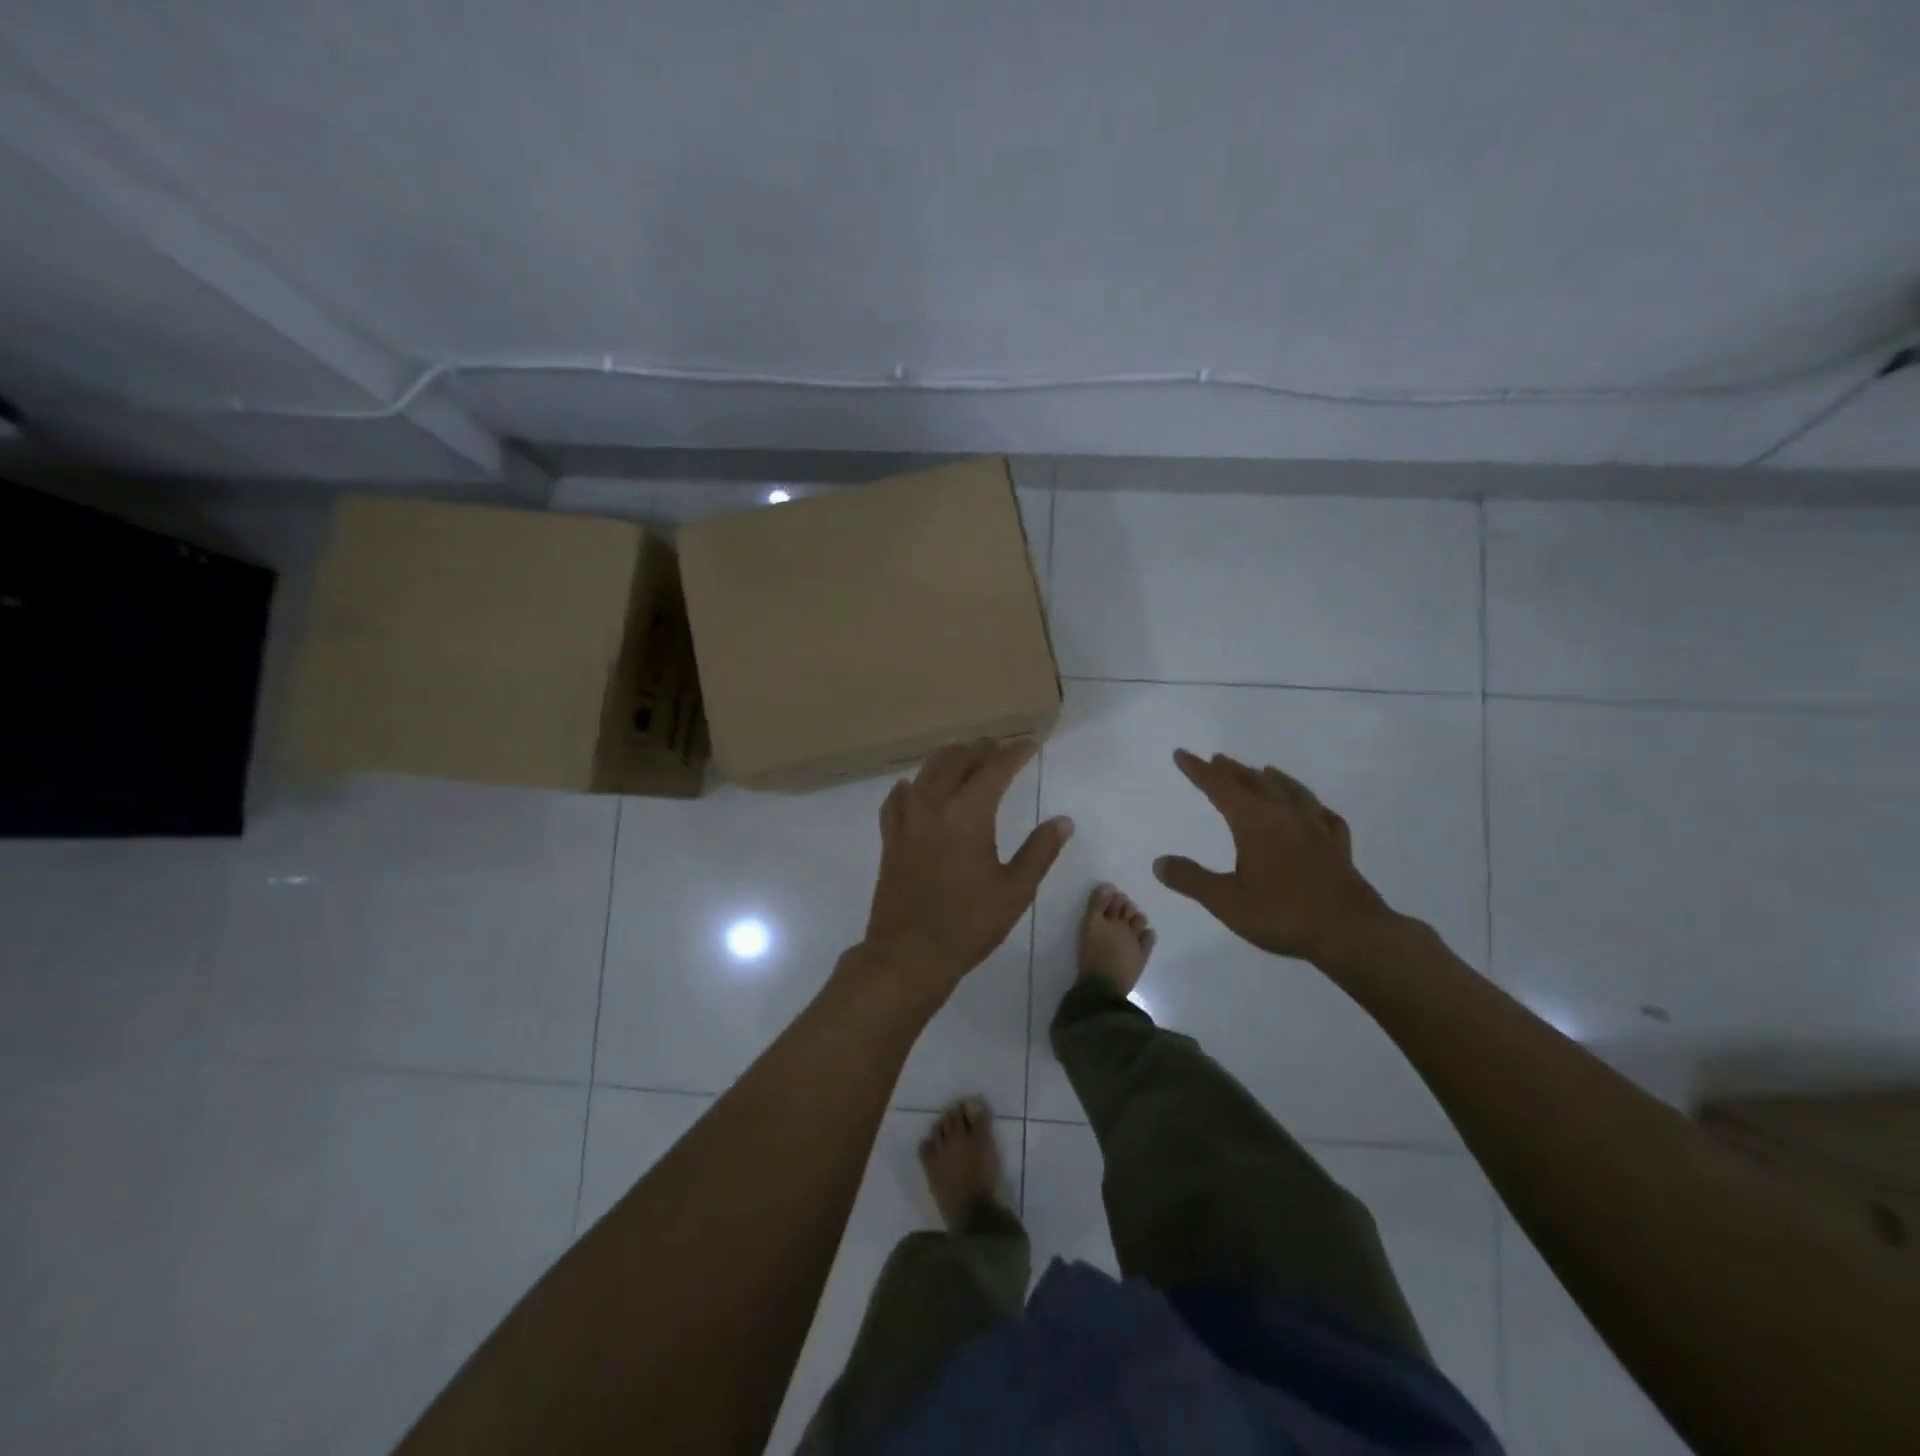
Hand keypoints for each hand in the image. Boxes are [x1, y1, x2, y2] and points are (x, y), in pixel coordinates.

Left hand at [861, 738, 1073, 992]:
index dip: (1015, 752)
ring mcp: (907, 819)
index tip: (1030, 744)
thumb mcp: (1015, 891)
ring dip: (950, 758)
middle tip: (1001, 748)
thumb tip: (1063, 821)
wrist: (909, 954)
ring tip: (967, 758)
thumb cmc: (969, 924)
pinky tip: (917, 788)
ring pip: (926, 771)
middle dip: (982, 749)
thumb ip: (1040, 851)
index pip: (995, 768)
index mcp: (968, 815)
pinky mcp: (890, 837)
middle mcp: (934, 806)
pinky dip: (913, 785)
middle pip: (958, 760)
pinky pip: (897, 797)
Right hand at [1153, 748, 1395, 962]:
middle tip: (1217, 760)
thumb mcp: (1226, 901)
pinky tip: (1315, 811)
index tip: (1182, 753)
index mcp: (1254, 822)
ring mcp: (1316, 829)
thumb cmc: (1282, 914)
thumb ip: (1190, 879)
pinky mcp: (1338, 848)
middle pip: (1255, 783)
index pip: (1220, 787)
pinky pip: (1324, 816)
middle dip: (1232, 770)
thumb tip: (1159, 862)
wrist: (1351, 933)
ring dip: (1272, 779)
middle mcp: (1285, 816)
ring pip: (1291, 792)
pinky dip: (1313, 806)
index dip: (1198, 770)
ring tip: (1265, 770)